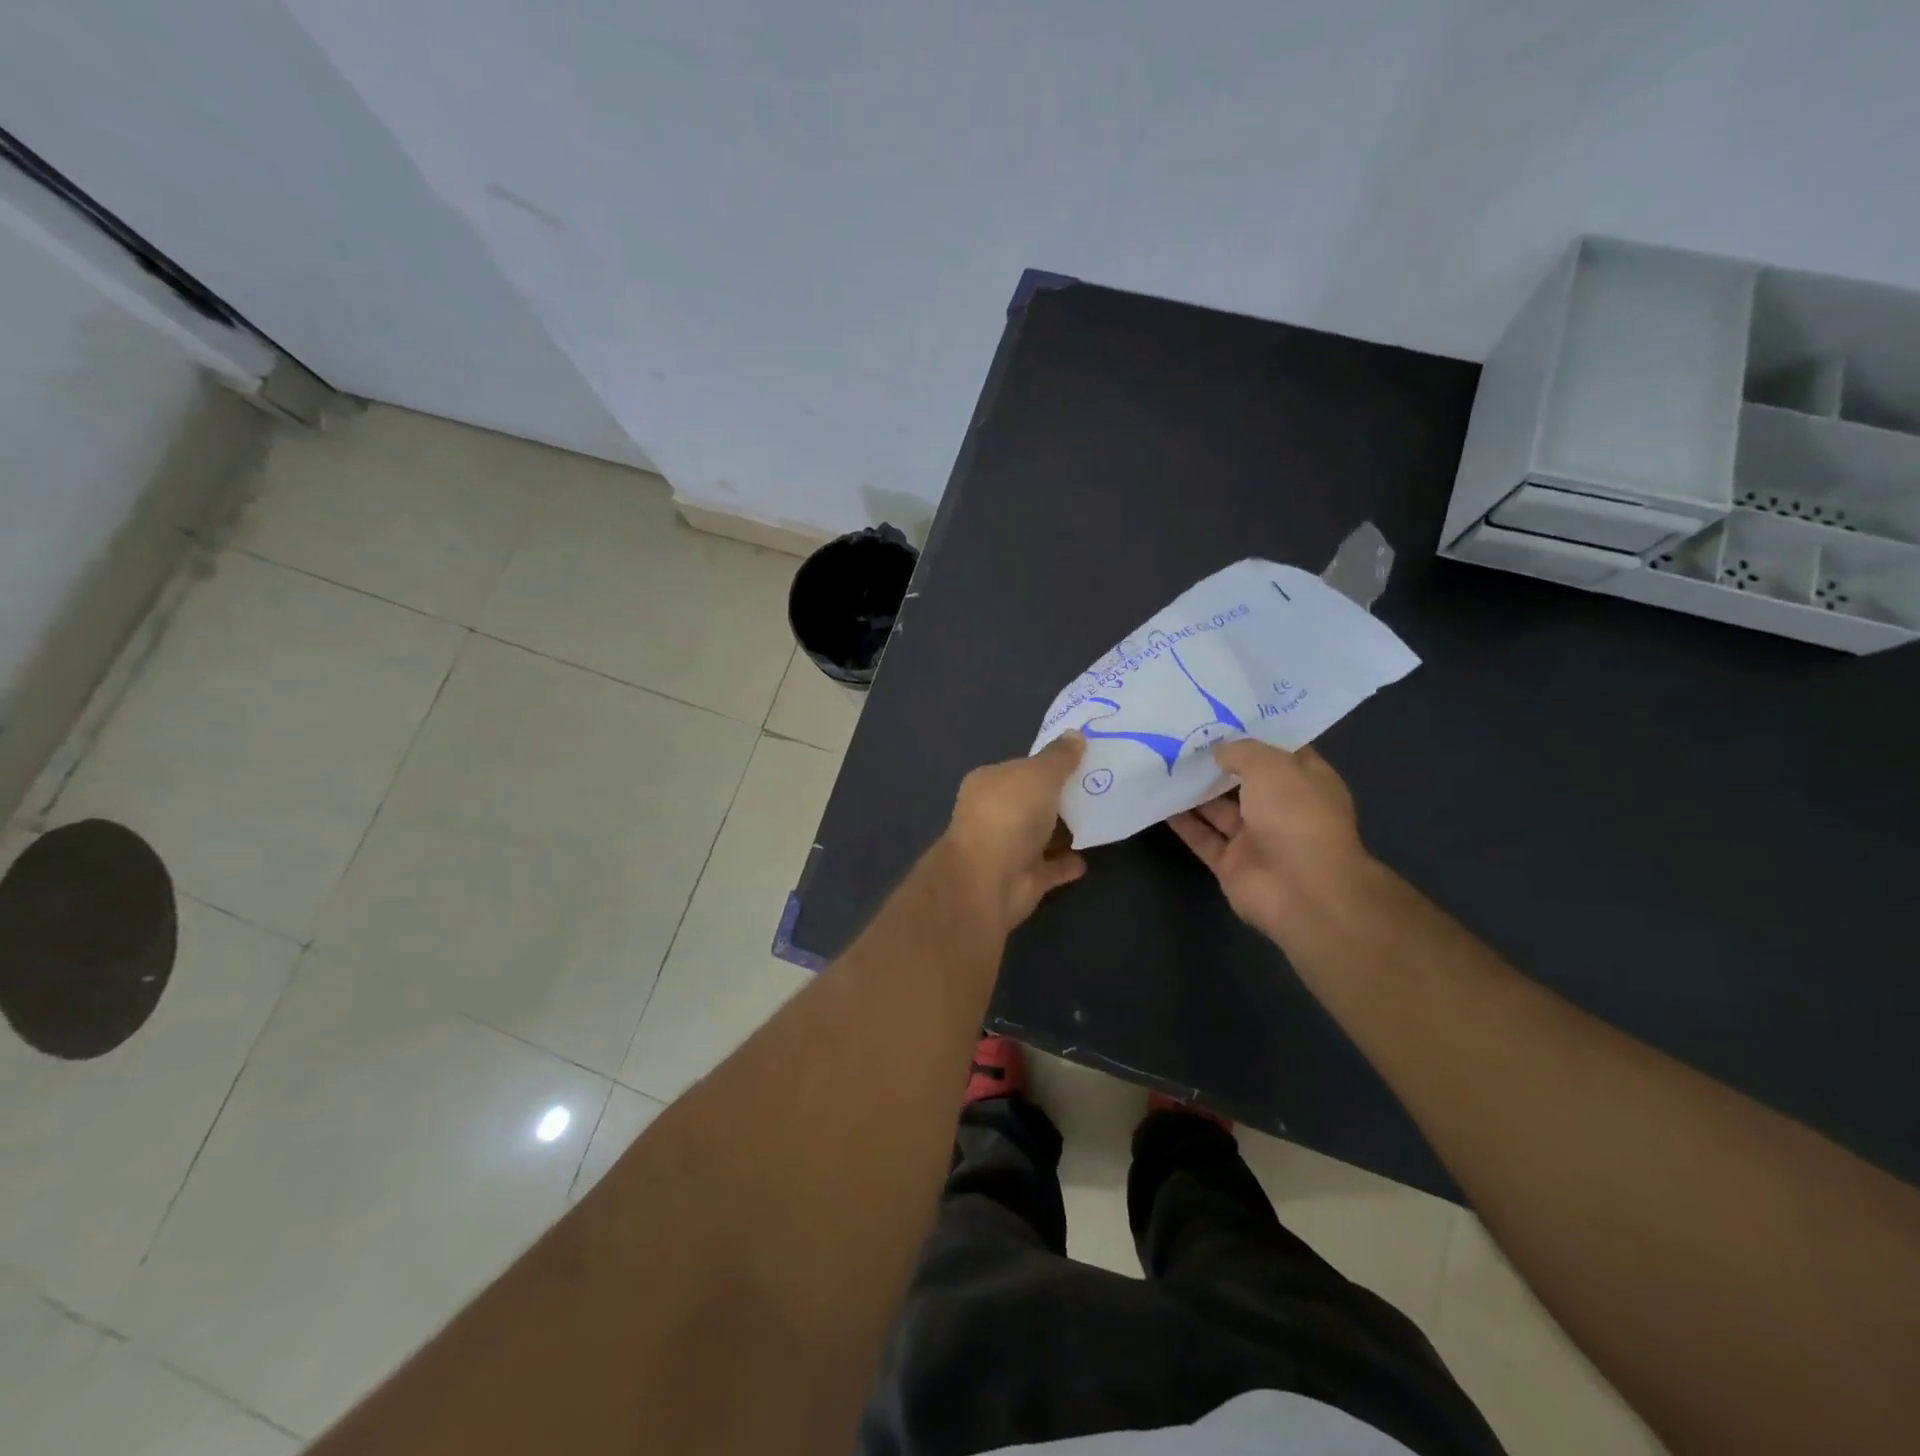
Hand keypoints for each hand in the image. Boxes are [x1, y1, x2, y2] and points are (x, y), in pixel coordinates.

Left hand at [943, 734, 1087, 931]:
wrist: (989, 880)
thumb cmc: (1009, 815)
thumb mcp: (1038, 775)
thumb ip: (1059, 757)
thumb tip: (1076, 734)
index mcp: (989, 783)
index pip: (1021, 767)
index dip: (1048, 763)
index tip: (1082, 759)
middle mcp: (994, 813)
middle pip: (1032, 800)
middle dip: (1059, 796)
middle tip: (1099, 785)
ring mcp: (1008, 848)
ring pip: (1041, 835)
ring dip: (1065, 829)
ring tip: (1099, 817)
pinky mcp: (1023, 879)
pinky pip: (1050, 867)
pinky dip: (1066, 863)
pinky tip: (1087, 858)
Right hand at [1167, 739, 1370, 945]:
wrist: (1300, 890)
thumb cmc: (1296, 816)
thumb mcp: (1272, 766)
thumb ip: (1242, 752)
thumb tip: (1219, 752)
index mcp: (1307, 782)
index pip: (1282, 752)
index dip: (1255, 734)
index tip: (1221, 717)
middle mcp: (1284, 809)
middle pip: (1246, 781)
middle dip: (1219, 762)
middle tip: (1182, 738)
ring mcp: (1257, 839)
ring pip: (1220, 810)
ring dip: (1196, 791)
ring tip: (1164, 764)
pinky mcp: (1232, 864)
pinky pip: (1203, 838)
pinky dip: (1183, 822)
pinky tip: (1159, 800)